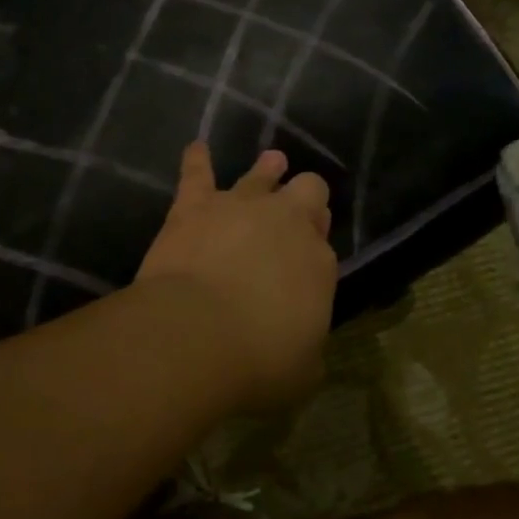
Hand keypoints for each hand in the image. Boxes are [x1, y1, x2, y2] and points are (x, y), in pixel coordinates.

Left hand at [136, 142, 337, 409]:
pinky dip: (197, 160)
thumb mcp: (302, 370)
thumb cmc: (257, 362)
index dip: (315, 253)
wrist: (196, 335)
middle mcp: (286, 223)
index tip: (305, 268)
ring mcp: (240, 207)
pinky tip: (197, 148)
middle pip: (307, 192)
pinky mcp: (195, 206)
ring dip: (267, 170)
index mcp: (319, 262)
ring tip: (272, 161)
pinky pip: (197, 173)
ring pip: (261, 175)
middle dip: (306, 198)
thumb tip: (302, 344)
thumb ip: (307, 347)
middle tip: (300, 207)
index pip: (324, 248)